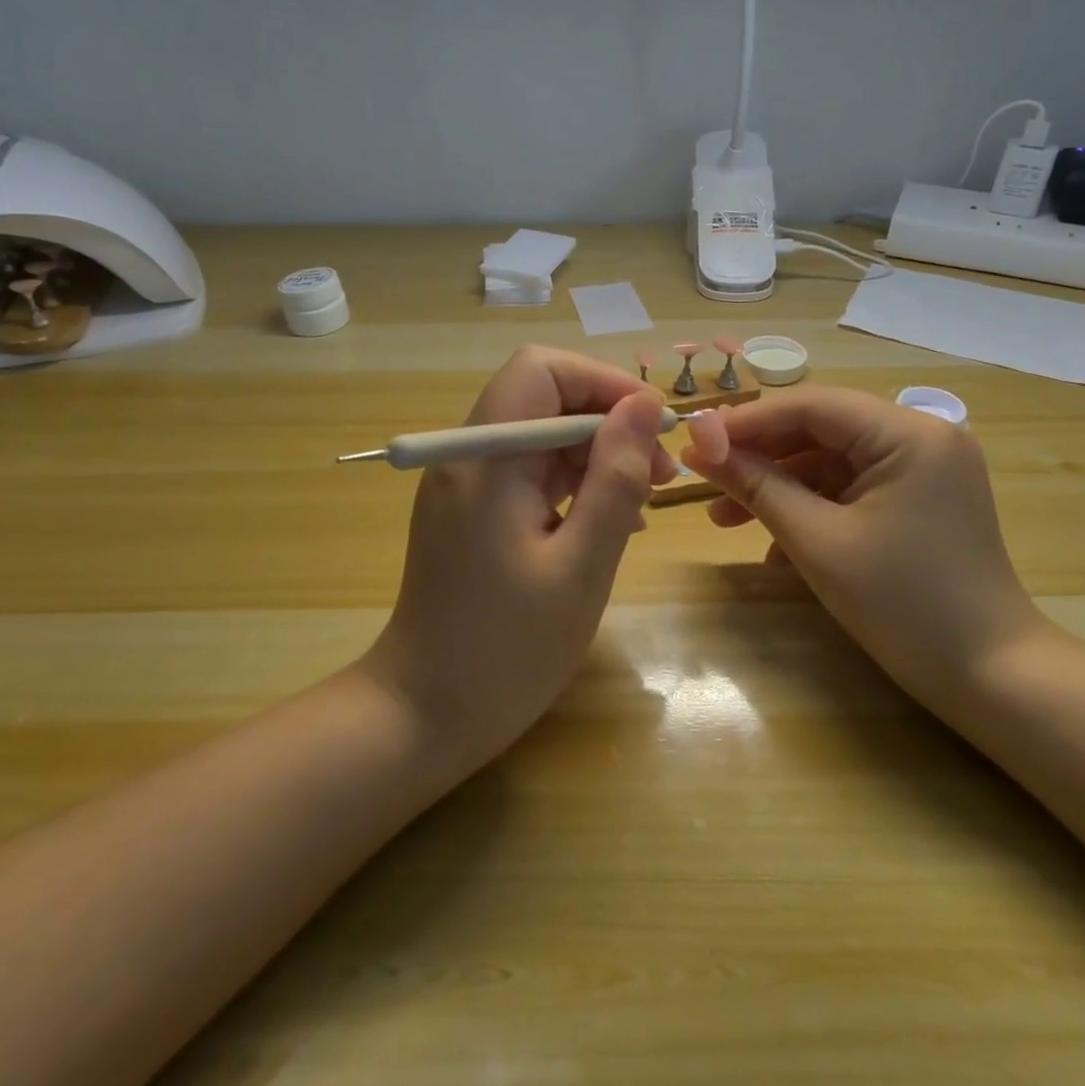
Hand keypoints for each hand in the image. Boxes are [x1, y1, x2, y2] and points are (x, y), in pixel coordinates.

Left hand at [360, 347, 676, 769]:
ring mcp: (466, 484)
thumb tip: (644, 406)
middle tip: (662, 472)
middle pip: (543, 398)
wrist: (423, 715)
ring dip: (596, 454)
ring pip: (540, 435)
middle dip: (607, 422)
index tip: (653, 426)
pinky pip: (528, 472)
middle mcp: (467, 456)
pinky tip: (609, 520)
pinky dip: (573, 483)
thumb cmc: (506, 650)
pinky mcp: (472, 512)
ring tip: (645, 499)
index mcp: (485, 458)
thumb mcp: (581, 566)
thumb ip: (615, 480)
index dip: (603, 383)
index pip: (541, 370)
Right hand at [682, 388, 1047, 706]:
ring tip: (725, 520)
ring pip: (832, 462)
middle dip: (760, 458)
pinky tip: (775, 547)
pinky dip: (812, 509)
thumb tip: (699, 448)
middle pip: (821, 430)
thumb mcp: (818, 541)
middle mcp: (922, 437)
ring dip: (780, 488)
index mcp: (908, 434)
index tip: (694, 443)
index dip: (747, 422)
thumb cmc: (902, 604)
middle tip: (705, 481)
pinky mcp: (920, 501)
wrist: (990, 678)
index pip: (812, 405)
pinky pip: (853, 490)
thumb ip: (757, 486)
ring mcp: (924, 470)